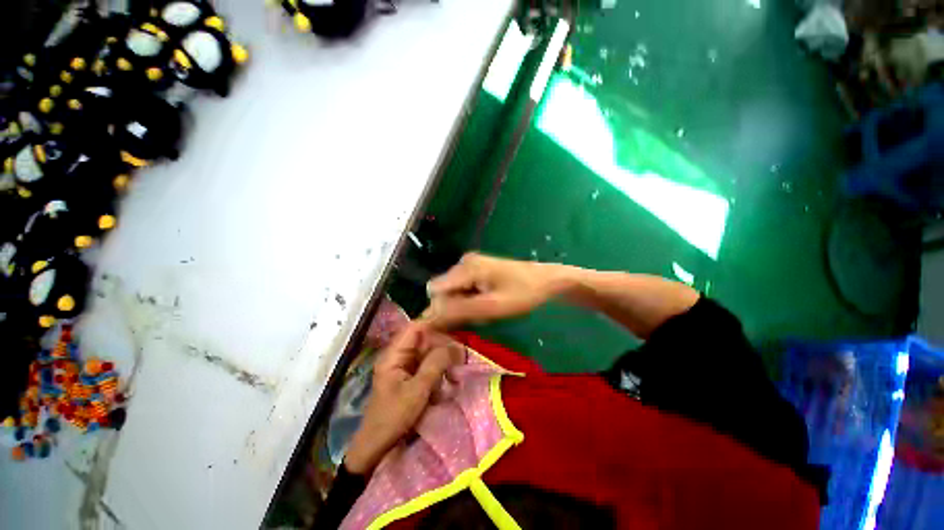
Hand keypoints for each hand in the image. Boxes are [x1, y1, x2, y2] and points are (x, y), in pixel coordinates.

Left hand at [345, 323, 464, 474]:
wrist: (377, 448)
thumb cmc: (394, 417)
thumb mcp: (417, 391)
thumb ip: (435, 364)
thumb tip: (454, 345)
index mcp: (394, 355)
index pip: (415, 328)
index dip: (434, 325)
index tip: (455, 329)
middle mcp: (399, 356)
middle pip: (424, 340)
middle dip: (442, 346)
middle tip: (460, 356)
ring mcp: (405, 367)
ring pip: (428, 353)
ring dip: (443, 360)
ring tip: (456, 371)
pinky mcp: (411, 378)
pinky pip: (428, 366)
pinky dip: (439, 371)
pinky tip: (448, 382)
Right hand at [422, 253, 567, 328]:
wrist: (548, 280)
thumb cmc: (524, 293)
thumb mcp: (492, 306)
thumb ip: (459, 311)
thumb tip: (426, 318)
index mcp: (466, 267)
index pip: (434, 291)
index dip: (440, 310)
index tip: (456, 325)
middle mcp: (463, 263)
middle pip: (443, 292)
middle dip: (456, 309)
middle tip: (480, 317)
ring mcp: (470, 265)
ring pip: (453, 293)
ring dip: (465, 307)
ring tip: (487, 311)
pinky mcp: (477, 270)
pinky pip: (464, 289)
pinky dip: (471, 301)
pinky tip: (487, 304)